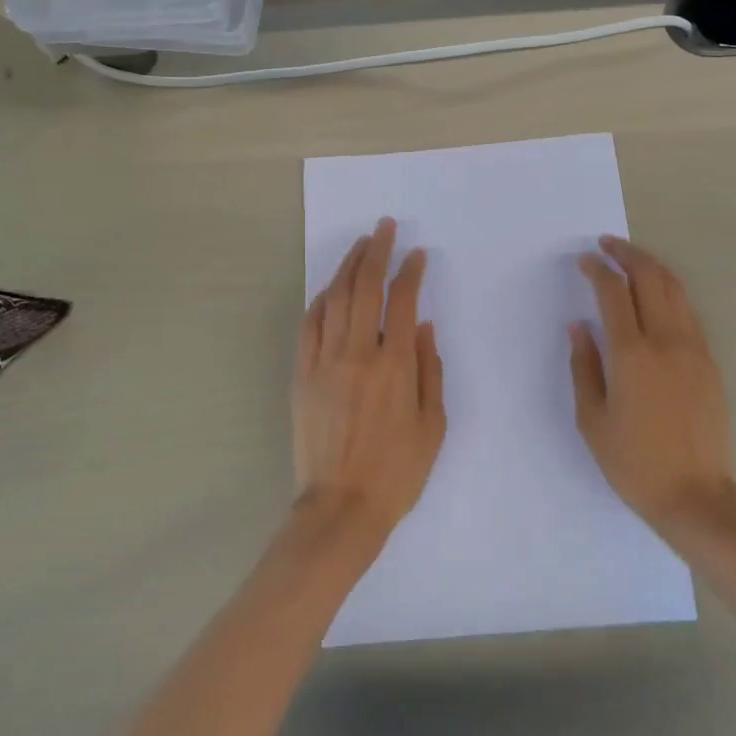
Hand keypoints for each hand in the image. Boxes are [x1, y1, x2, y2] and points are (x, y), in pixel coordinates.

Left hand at [293, 217, 446, 536]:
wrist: (341, 507)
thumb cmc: (397, 472)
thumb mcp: (433, 426)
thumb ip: (431, 371)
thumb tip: (425, 327)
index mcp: (395, 366)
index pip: (403, 302)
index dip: (411, 272)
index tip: (417, 254)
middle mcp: (358, 354)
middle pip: (365, 288)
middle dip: (376, 252)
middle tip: (384, 228)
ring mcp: (324, 362)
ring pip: (334, 299)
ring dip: (348, 267)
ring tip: (360, 246)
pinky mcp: (302, 375)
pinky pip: (309, 326)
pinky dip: (320, 301)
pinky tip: (329, 289)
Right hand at [571, 236, 735, 535]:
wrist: (695, 495)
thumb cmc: (632, 462)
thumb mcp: (592, 418)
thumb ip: (584, 366)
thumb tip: (579, 326)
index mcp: (631, 355)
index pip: (614, 293)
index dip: (597, 269)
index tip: (585, 260)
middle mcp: (666, 342)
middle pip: (651, 278)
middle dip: (627, 254)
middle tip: (607, 244)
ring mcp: (694, 349)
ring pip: (675, 289)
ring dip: (652, 266)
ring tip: (631, 259)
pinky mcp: (709, 362)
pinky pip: (689, 312)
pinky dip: (670, 292)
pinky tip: (657, 295)